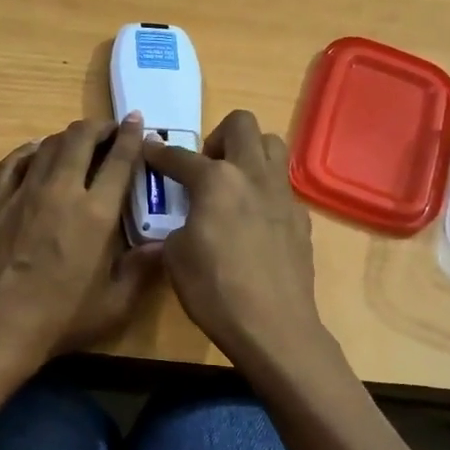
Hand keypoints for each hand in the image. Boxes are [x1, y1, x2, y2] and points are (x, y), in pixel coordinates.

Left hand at [0, 116, 162, 364]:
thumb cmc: (60, 319)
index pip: (118, 161)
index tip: (138, 122)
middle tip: (110, 130)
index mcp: (96, 214)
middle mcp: (61, 191)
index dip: (131, 136)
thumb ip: (141, 270)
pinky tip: (36, 152)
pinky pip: (13, 162)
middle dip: (99, 127)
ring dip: (67, 136)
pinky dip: (28, 151)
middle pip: (80, 139)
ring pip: (47, 145)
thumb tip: (164, 245)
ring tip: (79, 141)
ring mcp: (24, 193)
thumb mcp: (114, 304)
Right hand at [142, 110, 329, 367]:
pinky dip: (264, 191)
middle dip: (217, 137)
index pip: (180, 156)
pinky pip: (282, 186)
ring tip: (234, 183)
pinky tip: (254, 222)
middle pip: (241, 124)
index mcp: (216, 180)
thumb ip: (177, 227)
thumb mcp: (175, 258)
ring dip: (249, 152)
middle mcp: (252, 175)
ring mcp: (282, 194)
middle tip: (206, 167)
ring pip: (272, 144)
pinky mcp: (301, 218)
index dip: (159, 153)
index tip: (149, 150)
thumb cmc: (214, 290)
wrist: (273, 326)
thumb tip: (186, 225)